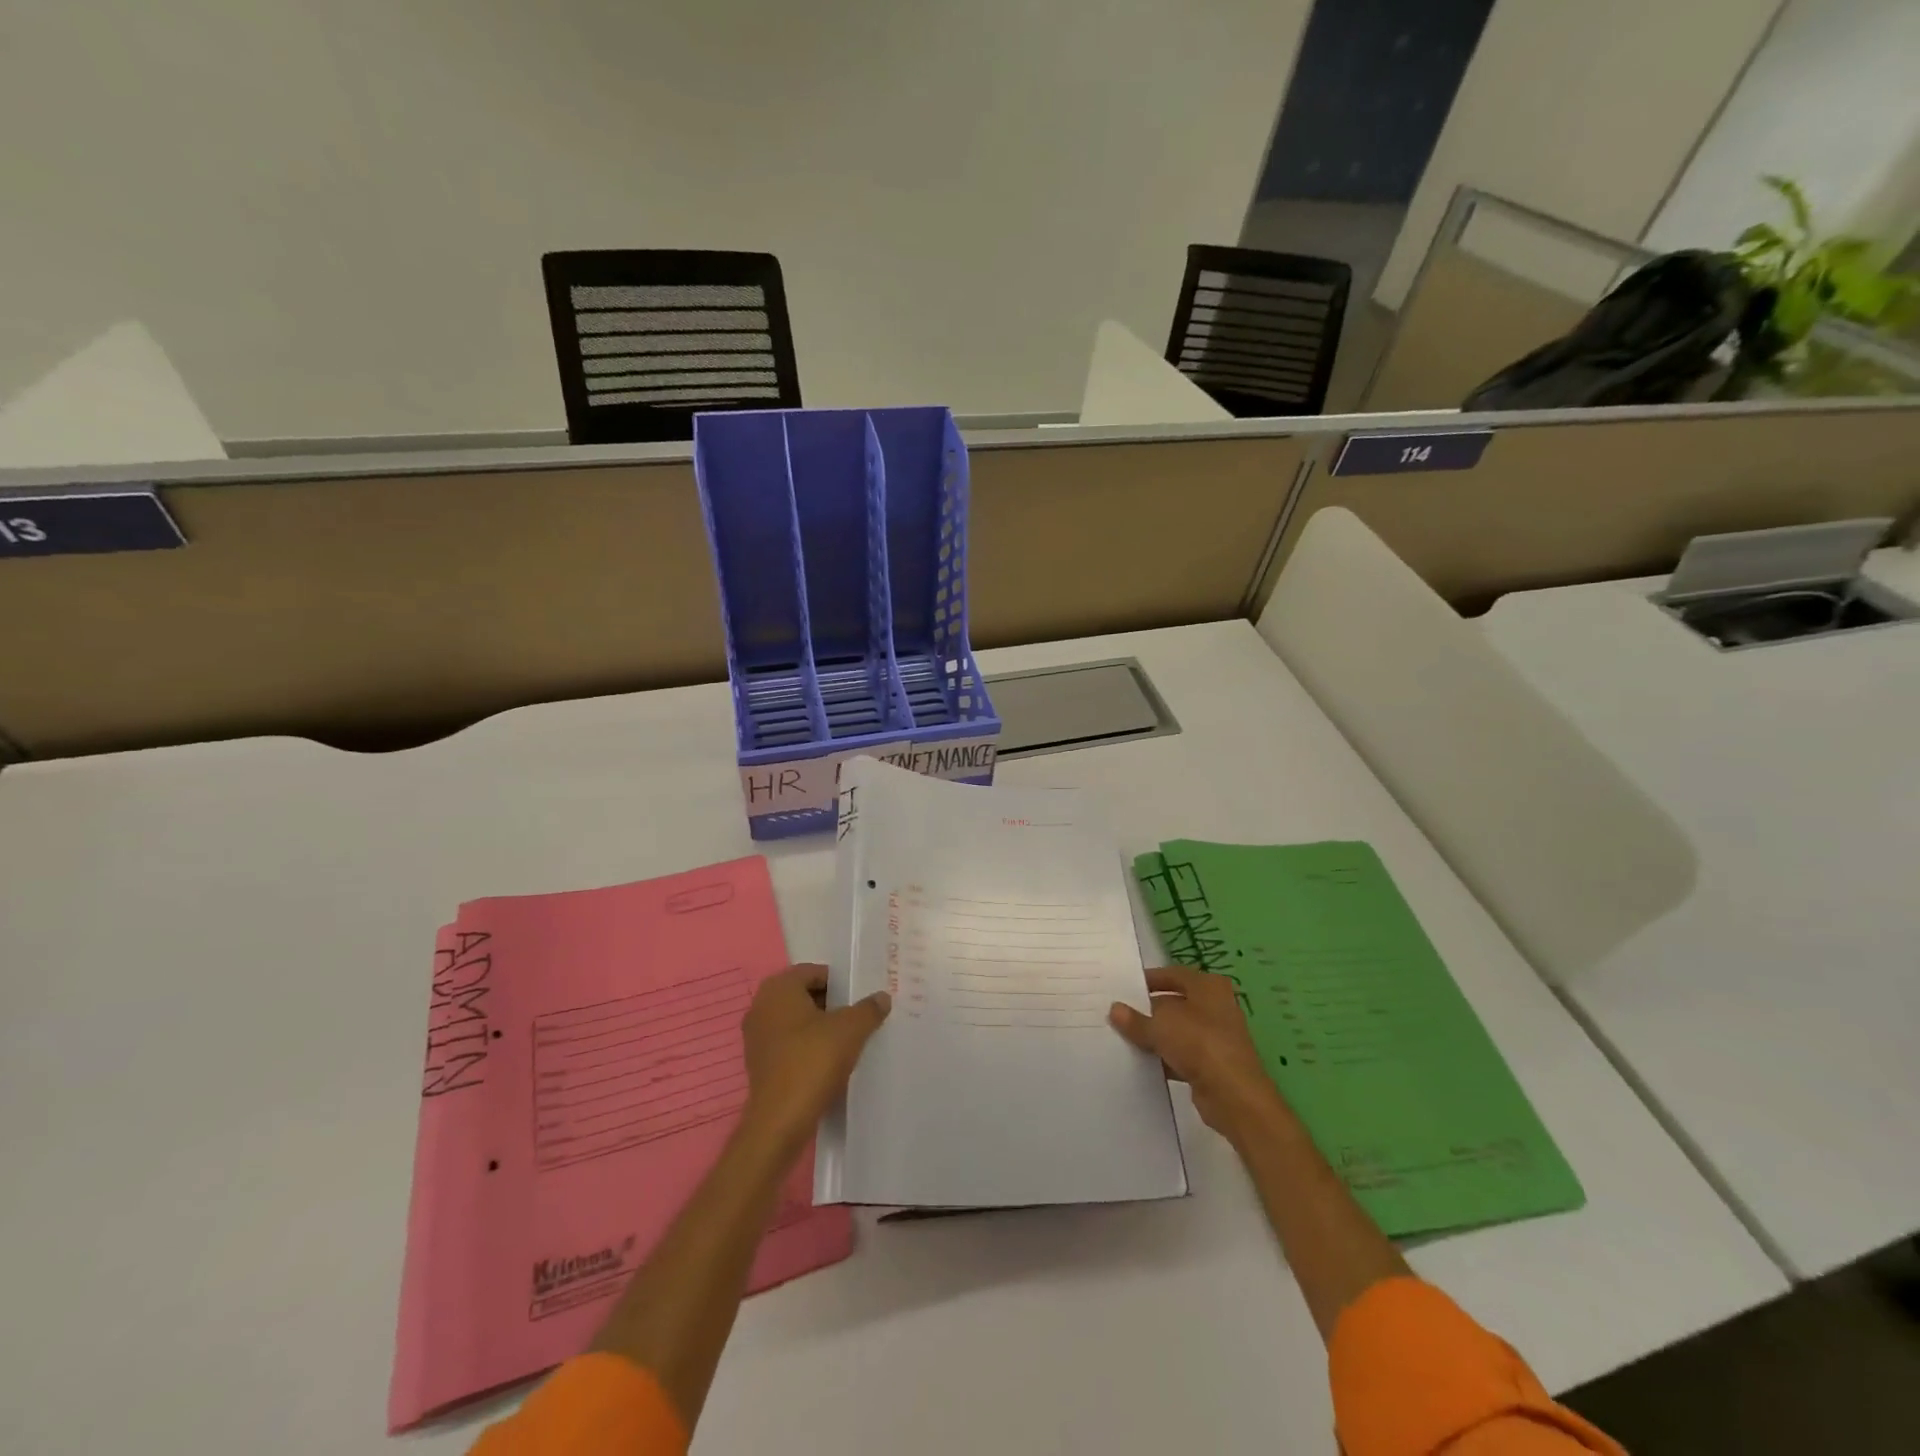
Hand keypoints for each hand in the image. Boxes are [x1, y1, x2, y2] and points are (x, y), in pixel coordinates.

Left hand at [740, 964, 889, 1154]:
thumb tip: (882, 997)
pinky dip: (807, 1046)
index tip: (860, 997)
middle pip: (804, 995)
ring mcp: (756, 1036)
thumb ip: (868, 1009)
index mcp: (779, 988)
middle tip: (858, 1015)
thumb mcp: (850, 1030)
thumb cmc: (812, 1061)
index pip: (814, 972)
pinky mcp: (758, 1063)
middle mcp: (761, 1006)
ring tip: (848, 1039)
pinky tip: (829, 1060)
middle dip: (831, 1003)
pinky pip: (788, 1044)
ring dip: (820, 1026)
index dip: (840, 982)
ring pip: (796, 1021)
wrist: (780, 1120)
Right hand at [1109, 966, 1288, 1143]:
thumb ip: (1136, 1019)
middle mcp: (1215, 1007)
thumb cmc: (1199, 1043)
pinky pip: (1181, 1056)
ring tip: (1122, 1038)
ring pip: (1177, 1031)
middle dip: (1148, 1010)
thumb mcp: (1160, 1026)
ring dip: (1155, 1036)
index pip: (1174, 974)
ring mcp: (1215, 1038)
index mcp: (1208, 987)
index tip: (1125, 987)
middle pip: (1175, 1003)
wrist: (1234, 1096)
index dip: (1150, 979)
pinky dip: (1164, 1058)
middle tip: (1118, 1014)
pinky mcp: (1212, 1065)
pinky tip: (1141, 1064)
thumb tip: (1115, 1009)